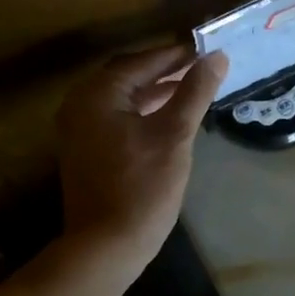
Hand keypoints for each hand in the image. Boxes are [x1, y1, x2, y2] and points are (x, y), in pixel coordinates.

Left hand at [57, 43, 228, 278]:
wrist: (105, 246)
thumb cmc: (142, 187)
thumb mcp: (174, 135)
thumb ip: (194, 92)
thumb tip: (216, 57)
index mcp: (97, 94)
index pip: (141, 61)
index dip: (176, 54)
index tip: (206, 49)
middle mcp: (80, 104)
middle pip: (127, 75)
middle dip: (164, 70)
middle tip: (200, 66)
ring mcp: (78, 129)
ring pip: (122, 98)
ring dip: (154, 91)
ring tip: (191, 88)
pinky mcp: (85, 150)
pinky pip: (115, 117)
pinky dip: (141, 111)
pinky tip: (167, 117)